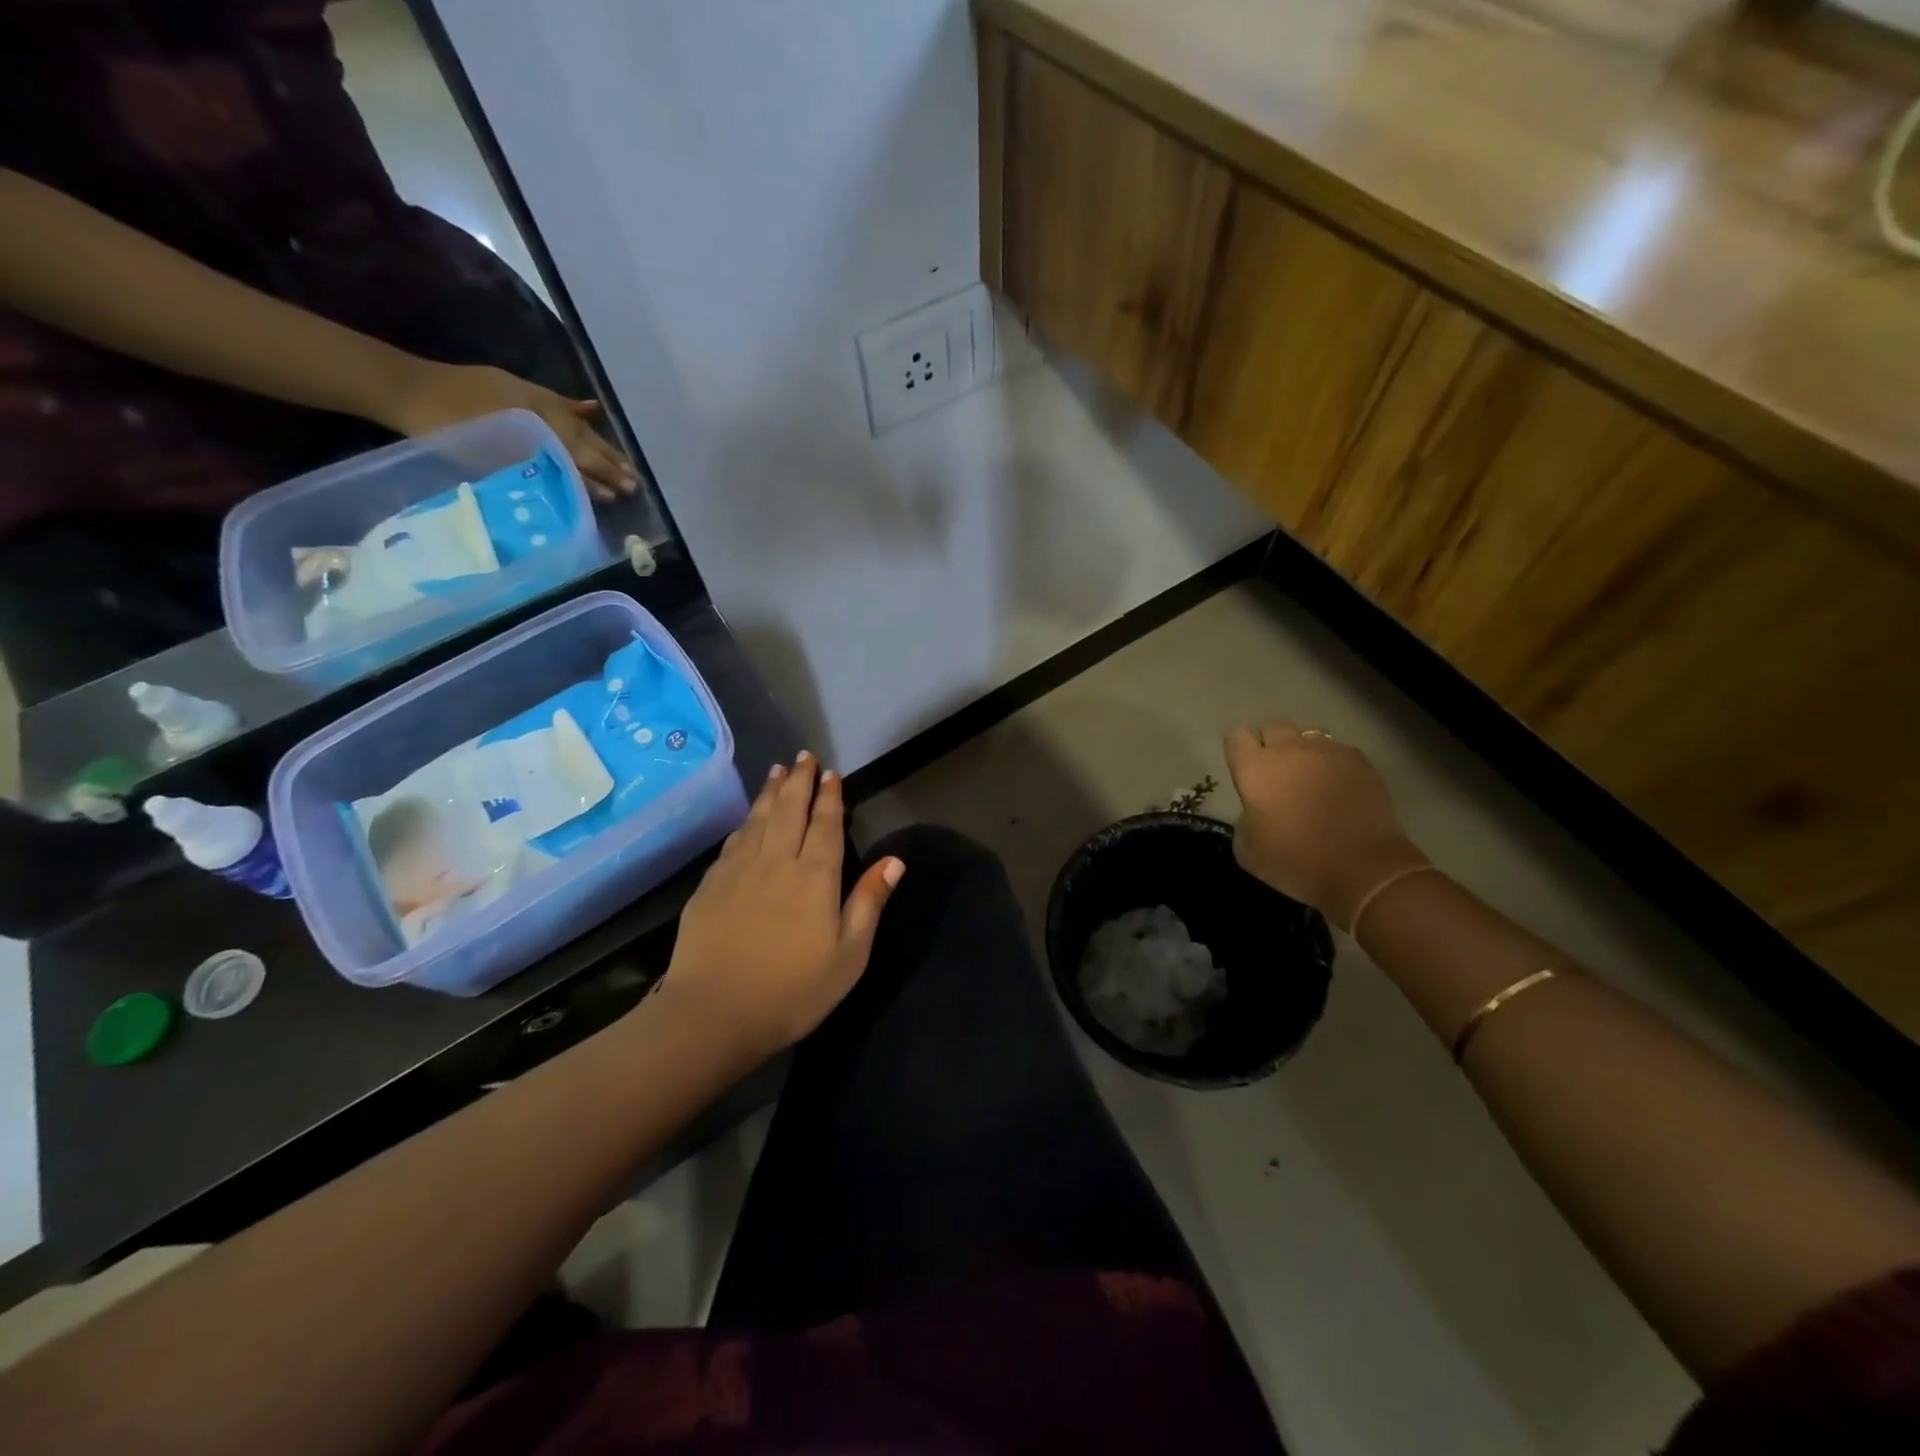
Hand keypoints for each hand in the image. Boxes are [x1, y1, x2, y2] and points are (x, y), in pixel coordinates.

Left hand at [383, 361, 638, 500]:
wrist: (403, 388)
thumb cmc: (444, 428)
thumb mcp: (492, 456)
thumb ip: (538, 468)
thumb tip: (575, 485)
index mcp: (539, 425)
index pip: (579, 455)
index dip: (601, 475)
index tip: (624, 492)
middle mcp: (543, 409)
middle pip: (585, 440)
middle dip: (610, 461)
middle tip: (635, 481)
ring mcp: (530, 397)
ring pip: (576, 424)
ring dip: (601, 444)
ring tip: (623, 461)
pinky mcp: (516, 390)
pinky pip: (557, 402)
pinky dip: (576, 409)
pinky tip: (593, 410)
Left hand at [660, 754, 904, 1060]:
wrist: (713, 1015)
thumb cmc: (792, 991)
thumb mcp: (848, 956)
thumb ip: (869, 903)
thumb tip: (895, 861)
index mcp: (814, 877)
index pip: (826, 825)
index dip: (830, 797)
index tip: (831, 773)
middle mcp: (776, 861)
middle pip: (790, 810)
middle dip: (799, 780)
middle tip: (804, 756)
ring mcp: (739, 870)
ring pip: (759, 819)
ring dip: (771, 792)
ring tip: (778, 770)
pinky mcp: (710, 885)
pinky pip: (734, 840)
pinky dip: (746, 821)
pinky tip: (748, 819)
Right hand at [1224, 717, 1428, 929]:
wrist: (1364, 869)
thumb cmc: (1296, 861)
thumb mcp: (1248, 851)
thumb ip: (1244, 820)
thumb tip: (1255, 812)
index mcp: (1255, 768)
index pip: (1236, 736)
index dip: (1238, 750)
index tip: (1243, 769)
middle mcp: (1288, 749)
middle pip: (1272, 725)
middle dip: (1270, 743)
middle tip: (1275, 772)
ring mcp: (1327, 751)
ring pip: (1307, 734)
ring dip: (1302, 749)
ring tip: (1309, 776)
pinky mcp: (1360, 761)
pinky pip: (1338, 750)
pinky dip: (1332, 763)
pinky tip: (1338, 787)